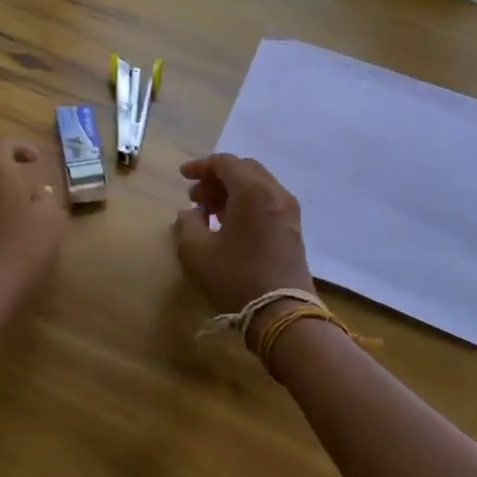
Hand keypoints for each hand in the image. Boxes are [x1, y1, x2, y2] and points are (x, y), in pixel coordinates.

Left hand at [0, 136, 67, 297]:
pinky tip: (0, 227)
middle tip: (23, 178)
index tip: (36, 160)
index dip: (20, 147)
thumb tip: (40, 192)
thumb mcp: (52, 220)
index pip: (2, 143)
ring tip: (13, 204)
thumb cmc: (22, 246)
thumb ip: (48, 199)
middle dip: (1, 165)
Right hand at [174, 154, 312, 315]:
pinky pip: (267, 201)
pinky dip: (247, 203)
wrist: (282, 314)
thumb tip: (190, 212)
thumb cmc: (236, 277)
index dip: (200, 166)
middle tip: (196, 196)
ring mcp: (288, 211)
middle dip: (217, 178)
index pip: (225, 162)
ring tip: (209, 211)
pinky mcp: (293, 229)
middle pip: (244, 169)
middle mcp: (275, 192)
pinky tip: (230, 224)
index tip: (183, 176)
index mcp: (252, 190)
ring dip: (232, 191)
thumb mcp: (197, 251)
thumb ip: (187, 224)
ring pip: (257, 185)